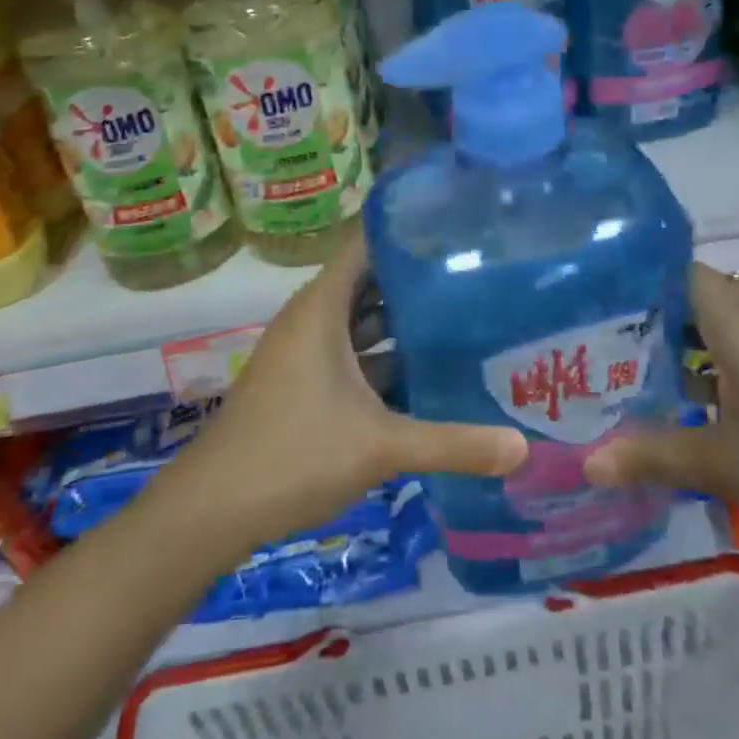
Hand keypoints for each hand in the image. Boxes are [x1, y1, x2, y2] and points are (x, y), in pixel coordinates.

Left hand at [155, 231, 527, 563]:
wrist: (214, 508)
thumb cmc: (294, 454)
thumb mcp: (380, 446)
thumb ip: (452, 443)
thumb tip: (524, 448)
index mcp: (322, 307)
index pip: (365, 246)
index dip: (406, 233)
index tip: (456, 230)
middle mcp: (312, 319)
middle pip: (370, 284)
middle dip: (417, 282)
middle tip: (476, 277)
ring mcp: (304, 352)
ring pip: (361, 324)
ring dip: (402, 325)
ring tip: (463, 319)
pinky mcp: (303, 383)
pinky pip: (351, 355)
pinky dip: (384, 359)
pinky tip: (425, 375)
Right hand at [586, 265, 738, 619]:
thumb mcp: (724, 468)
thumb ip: (651, 454)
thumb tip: (584, 464)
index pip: (673, 271)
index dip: (632, 284)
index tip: (591, 312)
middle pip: (698, 299)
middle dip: (652, 324)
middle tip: (603, 354)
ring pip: (731, 330)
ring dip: (690, 353)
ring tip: (643, 383)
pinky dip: (728, 372)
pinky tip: (709, 413)